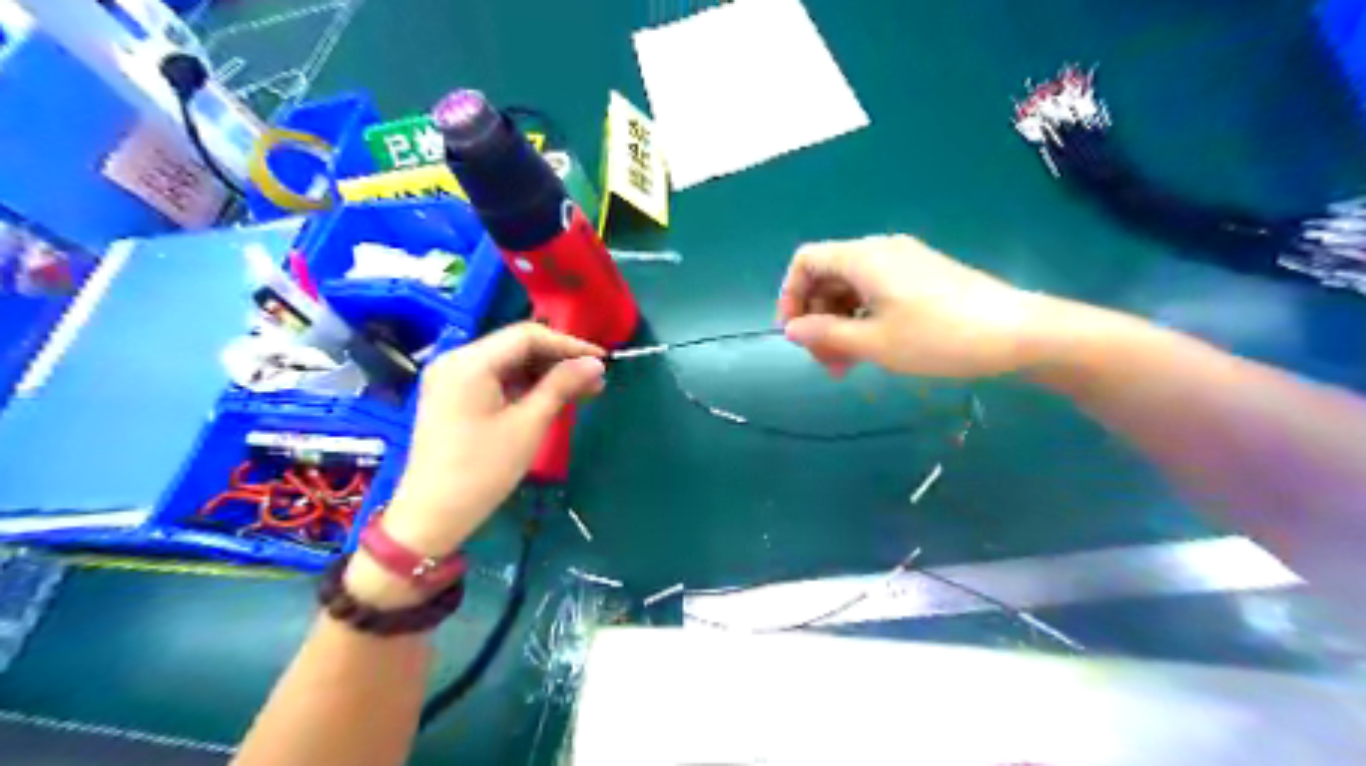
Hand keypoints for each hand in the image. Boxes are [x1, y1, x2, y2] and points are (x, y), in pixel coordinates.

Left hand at [379, 324, 602, 555]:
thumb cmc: (482, 470)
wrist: (432, 515)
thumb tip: (595, 363)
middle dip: (558, 360)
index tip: (603, 359)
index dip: (569, 344)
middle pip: (516, 346)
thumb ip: (562, 386)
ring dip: (545, 374)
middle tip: (596, 379)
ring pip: (508, 363)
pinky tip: (552, 398)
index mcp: (469, 362)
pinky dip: (525, 386)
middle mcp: (456, 360)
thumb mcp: (528, 425)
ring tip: (582, 390)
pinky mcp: (453, 396)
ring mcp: (451, 378)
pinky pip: (496, 379)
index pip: (527, 336)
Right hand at [778, 232, 1053, 375]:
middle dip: (817, 318)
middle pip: (828, 276)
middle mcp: (880, 251)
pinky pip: (876, 292)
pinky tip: (872, 349)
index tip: (795, 335)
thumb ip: (826, 335)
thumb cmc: (937, 337)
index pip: (806, 261)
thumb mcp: (874, 343)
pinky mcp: (922, 277)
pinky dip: (863, 318)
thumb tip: (792, 330)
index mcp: (863, 257)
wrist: (1016, 333)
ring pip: (852, 288)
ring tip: (847, 366)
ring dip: (839, 324)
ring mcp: (904, 262)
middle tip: (825, 362)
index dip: (790, 296)